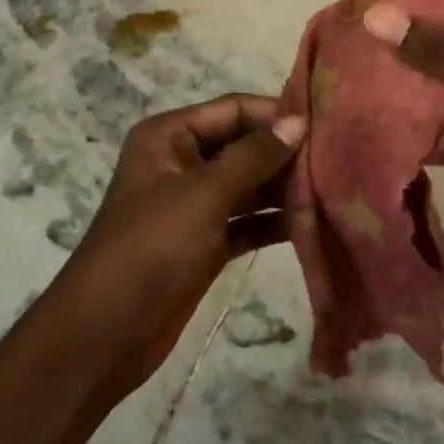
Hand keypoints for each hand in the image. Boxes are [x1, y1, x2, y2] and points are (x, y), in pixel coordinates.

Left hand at [54, 93, 305, 397]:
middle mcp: (182, 162)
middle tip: (339, 157)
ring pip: (249, 185)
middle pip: (244, 146)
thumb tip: (298, 121)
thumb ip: (253, 156)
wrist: (105, 334)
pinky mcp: (205, 242)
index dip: (276, 114)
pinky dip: (274, 221)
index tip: (325, 122)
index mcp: (169, 136)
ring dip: (285, 188)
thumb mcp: (203, 194)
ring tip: (335, 187)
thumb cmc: (150, 248)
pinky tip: (314, 222)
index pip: (233, 109)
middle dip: (286, 153)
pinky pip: (247, 221)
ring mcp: (194, 204)